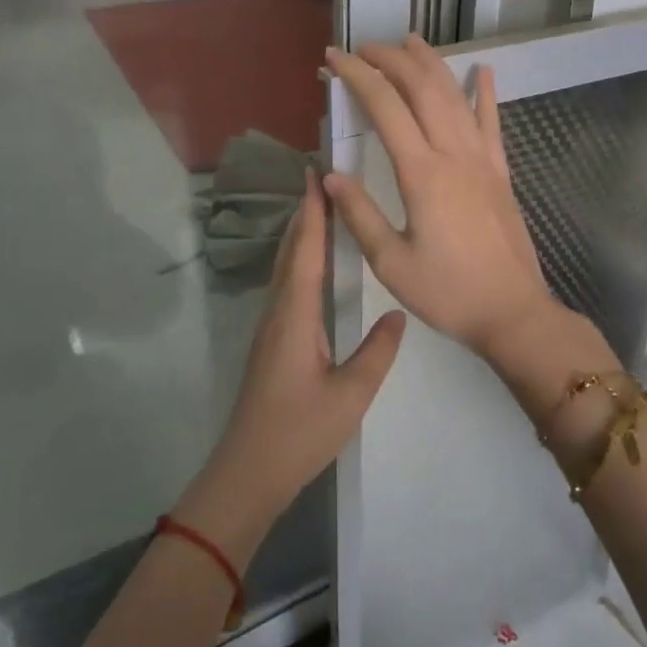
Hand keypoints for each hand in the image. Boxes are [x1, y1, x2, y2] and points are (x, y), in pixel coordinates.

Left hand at [177, 169, 405, 566]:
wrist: (248, 472)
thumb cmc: (299, 432)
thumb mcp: (350, 394)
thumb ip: (376, 352)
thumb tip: (398, 315)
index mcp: (295, 316)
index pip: (305, 251)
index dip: (312, 212)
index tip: (316, 174)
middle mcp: (278, 312)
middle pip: (290, 251)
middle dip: (304, 214)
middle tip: (321, 180)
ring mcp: (271, 328)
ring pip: (285, 268)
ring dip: (300, 235)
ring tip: (321, 211)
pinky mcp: (272, 343)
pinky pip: (287, 286)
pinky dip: (299, 260)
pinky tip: (313, 265)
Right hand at [323, 36, 562, 361]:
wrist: (512, 312)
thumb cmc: (448, 292)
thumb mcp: (391, 263)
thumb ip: (359, 215)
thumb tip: (330, 174)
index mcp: (422, 174)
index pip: (385, 107)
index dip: (357, 75)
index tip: (333, 58)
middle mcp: (454, 154)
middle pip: (422, 88)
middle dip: (391, 59)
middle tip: (364, 48)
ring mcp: (482, 160)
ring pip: (456, 96)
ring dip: (432, 63)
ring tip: (410, 41)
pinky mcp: (500, 172)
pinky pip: (493, 122)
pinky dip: (486, 92)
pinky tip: (483, 70)